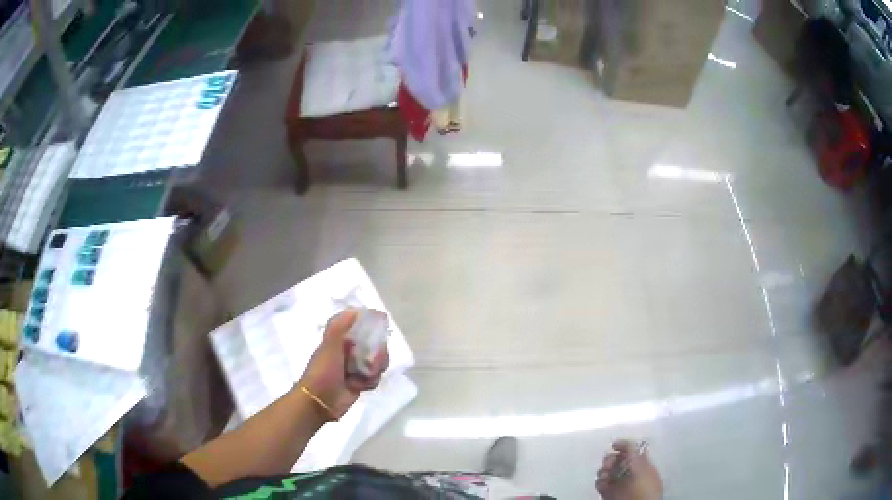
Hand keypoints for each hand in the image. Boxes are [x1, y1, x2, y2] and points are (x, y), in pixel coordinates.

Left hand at [298, 308, 389, 420]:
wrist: (320, 401)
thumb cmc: (323, 371)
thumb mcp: (329, 345)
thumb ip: (340, 326)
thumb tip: (356, 309)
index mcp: (340, 339)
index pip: (362, 326)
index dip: (373, 326)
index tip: (382, 327)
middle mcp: (349, 351)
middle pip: (375, 344)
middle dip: (378, 353)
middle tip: (373, 361)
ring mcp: (355, 367)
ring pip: (377, 361)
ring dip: (375, 368)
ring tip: (365, 376)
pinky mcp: (360, 382)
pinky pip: (375, 377)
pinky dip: (371, 381)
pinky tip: (361, 386)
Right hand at [595, 440, 662, 499]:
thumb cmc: (644, 485)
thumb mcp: (643, 467)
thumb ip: (635, 454)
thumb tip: (628, 442)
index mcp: (640, 464)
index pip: (630, 451)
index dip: (622, 446)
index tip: (614, 445)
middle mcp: (628, 472)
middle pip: (615, 460)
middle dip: (610, 459)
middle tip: (609, 464)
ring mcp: (617, 483)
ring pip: (605, 471)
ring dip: (602, 471)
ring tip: (605, 476)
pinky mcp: (608, 492)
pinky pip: (599, 484)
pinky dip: (599, 482)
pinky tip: (603, 484)